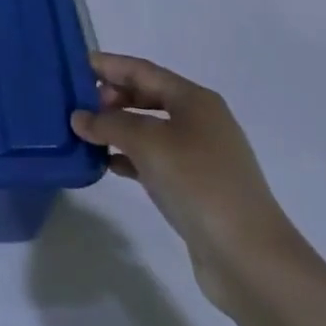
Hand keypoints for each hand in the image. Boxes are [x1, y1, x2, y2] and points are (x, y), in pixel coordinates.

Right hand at [71, 53, 296, 308]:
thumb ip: (108, 124)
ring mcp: (201, 156)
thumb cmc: (199, 184)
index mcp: (194, 100)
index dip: (108, 65)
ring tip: (85, 134)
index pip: (142, 70)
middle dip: (111, 97)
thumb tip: (78, 117)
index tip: (74, 66)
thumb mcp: (147, 144)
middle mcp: (200, 121)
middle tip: (78, 104)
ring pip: (149, 129)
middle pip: (147, 96)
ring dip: (117, 129)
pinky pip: (155, 159)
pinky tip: (108, 165)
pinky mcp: (197, 188)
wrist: (251, 260)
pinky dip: (130, 157)